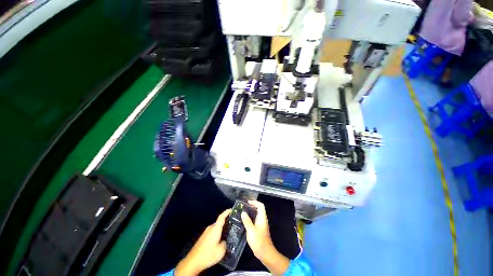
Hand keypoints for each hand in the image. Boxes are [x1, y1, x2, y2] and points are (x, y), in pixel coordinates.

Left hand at [175, 209, 230, 275]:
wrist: (193, 262)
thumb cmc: (208, 254)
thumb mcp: (221, 251)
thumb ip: (224, 244)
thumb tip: (224, 241)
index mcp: (215, 228)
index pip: (221, 217)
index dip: (226, 212)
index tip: (231, 210)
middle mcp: (210, 228)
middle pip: (219, 222)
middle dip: (225, 223)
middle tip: (232, 225)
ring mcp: (205, 232)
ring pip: (215, 228)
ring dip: (220, 229)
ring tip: (227, 234)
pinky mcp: (203, 238)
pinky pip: (212, 232)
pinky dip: (216, 234)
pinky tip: (219, 241)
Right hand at [240, 201, 272, 258]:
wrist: (265, 253)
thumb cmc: (259, 241)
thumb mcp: (251, 230)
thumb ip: (247, 221)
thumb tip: (243, 212)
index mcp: (262, 218)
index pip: (260, 206)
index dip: (255, 202)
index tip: (247, 202)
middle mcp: (262, 219)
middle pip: (258, 209)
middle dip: (251, 206)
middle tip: (243, 206)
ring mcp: (261, 224)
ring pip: (256, 214)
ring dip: (250, 212)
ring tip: (242, 212)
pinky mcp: (259, 229)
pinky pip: (254, 220)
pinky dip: (249, 218)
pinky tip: (243, 221)